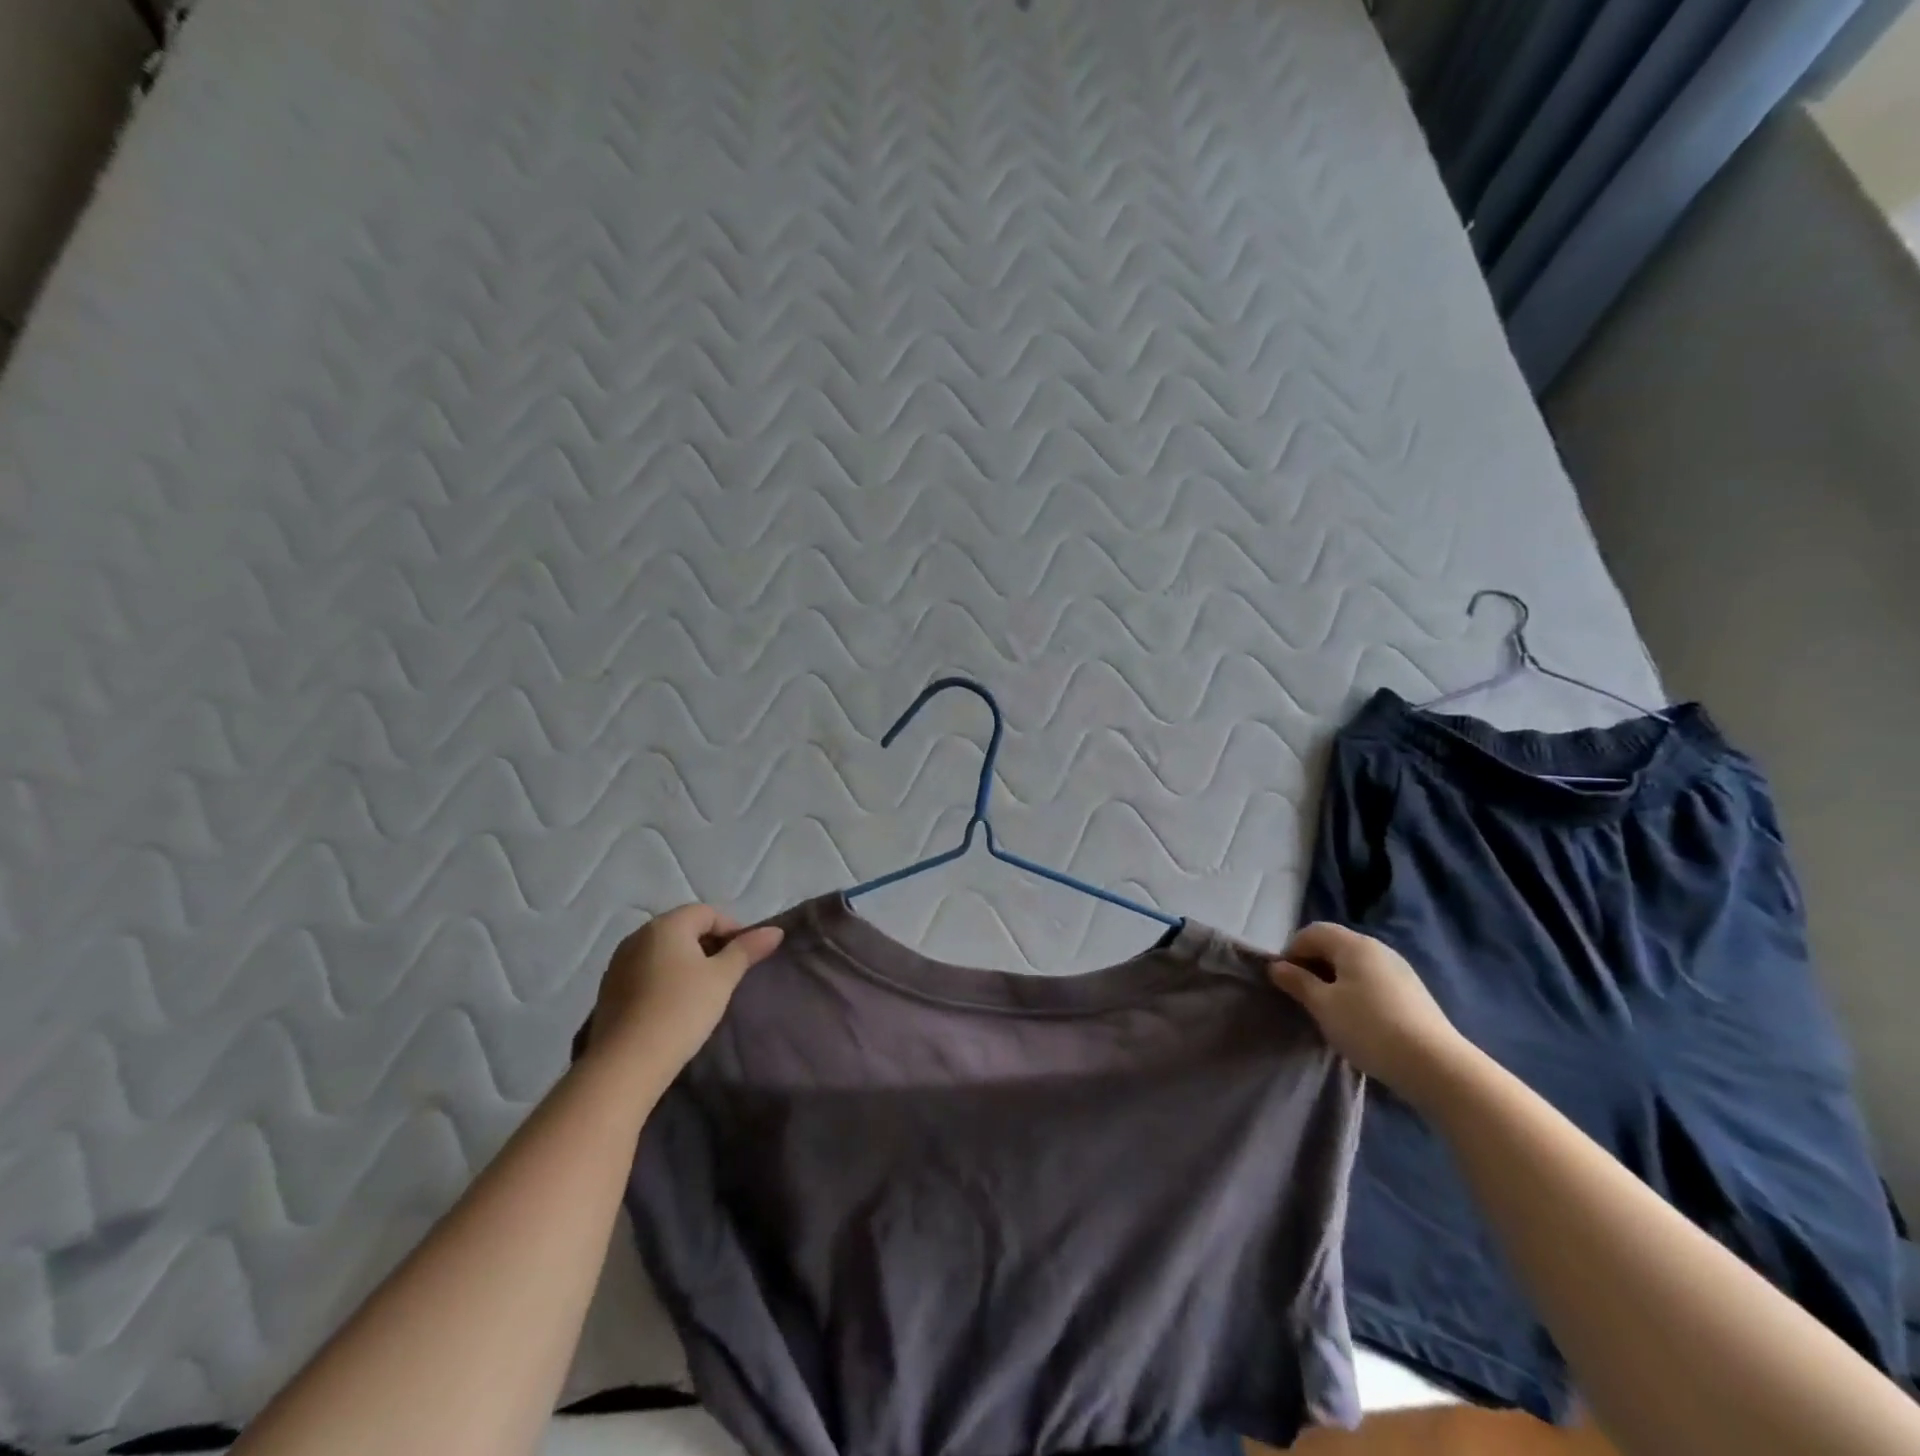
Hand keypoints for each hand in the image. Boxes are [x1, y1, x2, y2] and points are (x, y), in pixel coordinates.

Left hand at [587, 905, 784, 1071]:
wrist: (625, 1064)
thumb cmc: (681, 1010)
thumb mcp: (722, 978)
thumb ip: (747, 950)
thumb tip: (775, 930)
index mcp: (666, 925)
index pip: (707, 913)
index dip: (732, 929)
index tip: (746, 956)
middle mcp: (638, 936)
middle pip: (683, 928)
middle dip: (709, 945)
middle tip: (728, 974)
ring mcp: (619, 963)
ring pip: (663, 951)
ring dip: (686, 962)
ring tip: (703, 991)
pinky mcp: (608, 990)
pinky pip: (645, 972)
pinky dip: (665, 979)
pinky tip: (674, 1006)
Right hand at [1268, 922, 1472, 1102]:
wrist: (1436, 1066)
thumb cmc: (1369, 1028)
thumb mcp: (1323, 1005)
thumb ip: (1297, 982)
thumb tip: (1277, 966)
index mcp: (1353, 945)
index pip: (1312, 932)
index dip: (1292, 951)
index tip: (1284, 980)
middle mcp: (1378, 948)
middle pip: (1334, 944)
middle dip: (1312, 964)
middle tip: (1302, 995)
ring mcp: (1399, 970)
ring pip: (1354, 964)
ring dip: (1334, 979)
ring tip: (1328, 1009)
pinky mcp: (1413, 992)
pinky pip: (1373, 980)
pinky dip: (1356, 990)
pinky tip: (1357, 1018)